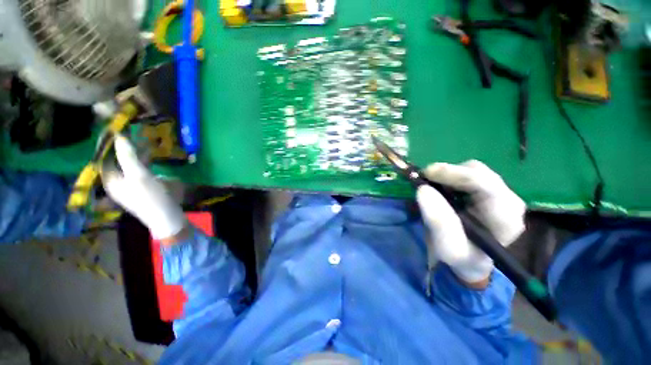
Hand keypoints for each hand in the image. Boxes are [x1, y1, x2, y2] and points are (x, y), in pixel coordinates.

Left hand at [102, 135, 186, 240]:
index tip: (114, 129)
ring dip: (134, 153)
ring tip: (142, 142)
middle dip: (122, 147)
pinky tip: (150, 157)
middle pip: (115, 160)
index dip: (107, 142)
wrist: (166, 217)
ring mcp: (129, 185)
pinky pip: (137, 170)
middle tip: (130, 133)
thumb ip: (128, 155)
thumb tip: (119, 136)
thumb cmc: (151, 197)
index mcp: (110, 180)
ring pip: (127, 165)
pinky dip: (142, 162)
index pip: (104, 157)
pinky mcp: (141, 188)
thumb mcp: (139, 175)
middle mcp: (116, 182)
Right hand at [416, 160, 525, 286]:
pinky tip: (442, 188)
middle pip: (478, 172)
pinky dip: (451, 177)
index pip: (485, 184)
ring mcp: (501, 193)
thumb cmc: (461, 256)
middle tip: (424, 179)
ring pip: (473, 169)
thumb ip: (438, 221)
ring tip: (433, 186)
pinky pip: (469, 174)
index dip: (454, 174)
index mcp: (505, 217)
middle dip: (448, 173)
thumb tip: (423, 189)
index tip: (426, 174)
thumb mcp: (447, 247)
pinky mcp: (490, 190)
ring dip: (449, 175)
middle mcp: (509, 200)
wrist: (471, 259)